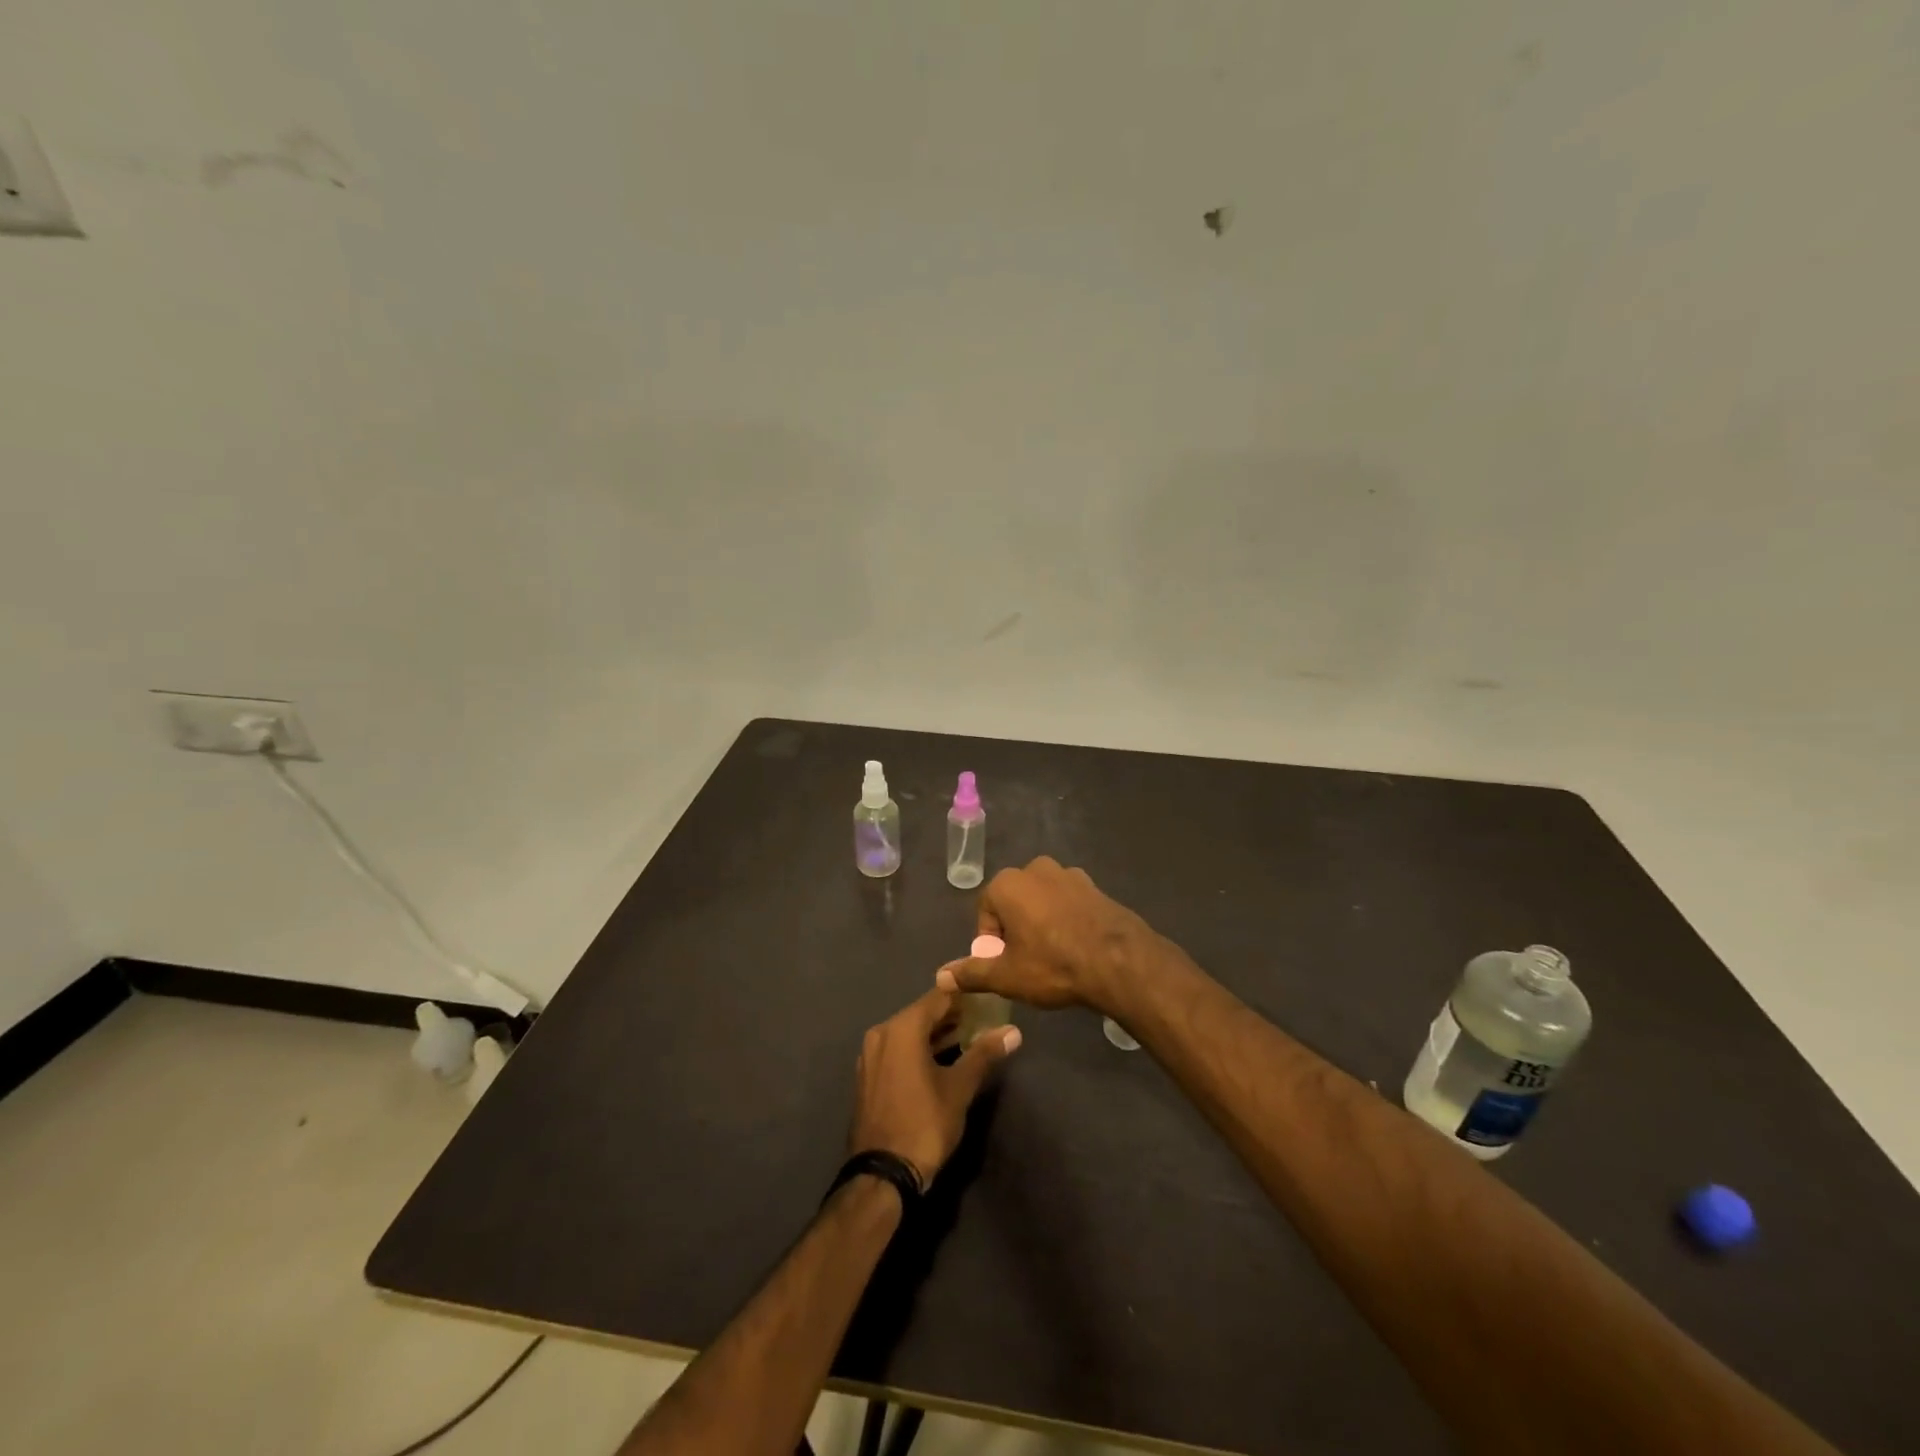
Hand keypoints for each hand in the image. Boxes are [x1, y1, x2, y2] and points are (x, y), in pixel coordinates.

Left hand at [850, 987, 1020, 1186]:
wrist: (882, 1175)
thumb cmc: (924, 1123)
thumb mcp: (960, 1088)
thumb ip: (984, 1053)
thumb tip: (1013, 1031)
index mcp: (902, 1028)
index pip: (939, 996)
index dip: (965, 995)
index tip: (988, 997)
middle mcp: (882, 1032)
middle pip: (923, 1013)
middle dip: (953, 1015)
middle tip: (984, 1018)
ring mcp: (871, 1054)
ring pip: (909, 1032)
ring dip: (937, 1033)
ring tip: (970, 1036)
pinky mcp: (869, 1075)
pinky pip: (898, 1049)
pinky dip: (919, 1049)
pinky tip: (942, 1059)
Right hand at [936, 856, 1158, 1015]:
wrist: (1118, 960)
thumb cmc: (1052, 964)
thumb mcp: (1006, 976)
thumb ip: (971, 973)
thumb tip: (940, 976)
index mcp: (1008, 883)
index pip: (985, 911)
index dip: (990, 941)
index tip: (1004, 965)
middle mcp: (1036, 869)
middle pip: (1013, 902)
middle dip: (1015, 930)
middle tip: (1026, 962)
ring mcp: (1069, 874)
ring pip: (1042, 901)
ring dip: (1040, 923)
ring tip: (1052, 957)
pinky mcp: (1094, 886)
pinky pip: (1068, 903)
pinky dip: (1065, 920)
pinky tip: (1076, 947)